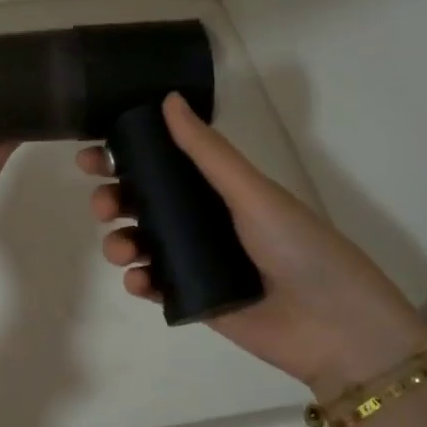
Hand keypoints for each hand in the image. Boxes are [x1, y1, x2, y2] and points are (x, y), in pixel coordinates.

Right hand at [79, 92, 426, 401]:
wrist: (334, 327)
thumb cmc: (298, 247)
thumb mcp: (253, 192)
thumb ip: (208, 151)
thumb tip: (167, 99)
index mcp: (217, 189)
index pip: (161, 164)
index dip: (124, 157)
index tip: (92, 154)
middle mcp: (202, 221)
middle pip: (142, 203)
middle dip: (113, 199)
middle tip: (104, 204)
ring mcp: (194, 262)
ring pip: (140, 243)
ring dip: (119, 241)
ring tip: (123, 249)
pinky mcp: (192, 300)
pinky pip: (152, 285)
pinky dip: (137, 281)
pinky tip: (141, 281)